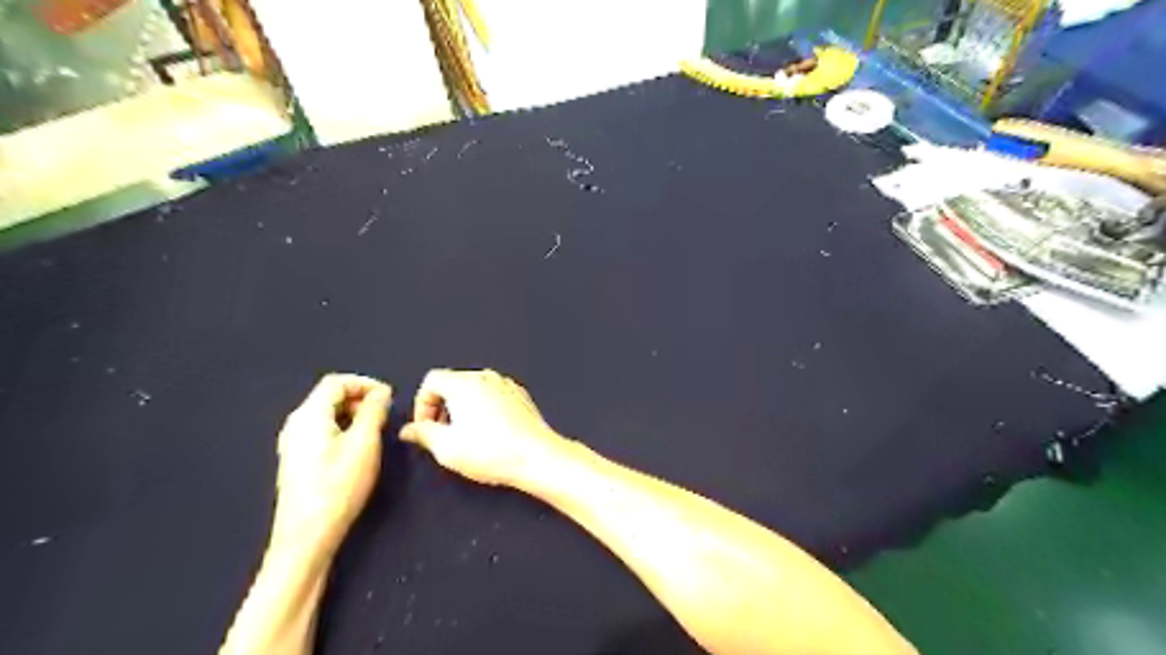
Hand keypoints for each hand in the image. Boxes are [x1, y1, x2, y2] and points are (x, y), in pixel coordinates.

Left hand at [270, 376, 390, 553]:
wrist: (307, 536)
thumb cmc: (338, 486)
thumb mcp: (364, 444)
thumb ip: (373, 412)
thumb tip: (381, 392)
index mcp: (309, 415)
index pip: (336, 382)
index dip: (365, 383)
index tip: (389, 396)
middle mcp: (296, 424)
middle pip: (329, 396)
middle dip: (360, 398)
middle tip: (385, 413)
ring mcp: (293, 444)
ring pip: (326, 414)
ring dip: (353, 414)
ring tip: (376, 430)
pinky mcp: (297, 461)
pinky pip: (322, 431)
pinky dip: (343, 429)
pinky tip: (358, 448)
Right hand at [400, 367, 570, 484]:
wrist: (536, 457)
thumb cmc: (492, 452)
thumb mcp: (447, 448)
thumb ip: (424, 434)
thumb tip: (410, 430)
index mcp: (464, 384)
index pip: (432, 381)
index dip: (422, 404)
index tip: (425, 427)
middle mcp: (486, 377)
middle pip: (453, 383)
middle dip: (441, 406)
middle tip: (442, 433)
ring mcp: (506, 385)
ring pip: (474, 389)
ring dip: (462, 408)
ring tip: (465, 436)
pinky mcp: (520, 396)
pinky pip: (493, 395)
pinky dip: (484, 408)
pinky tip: (488, 433)